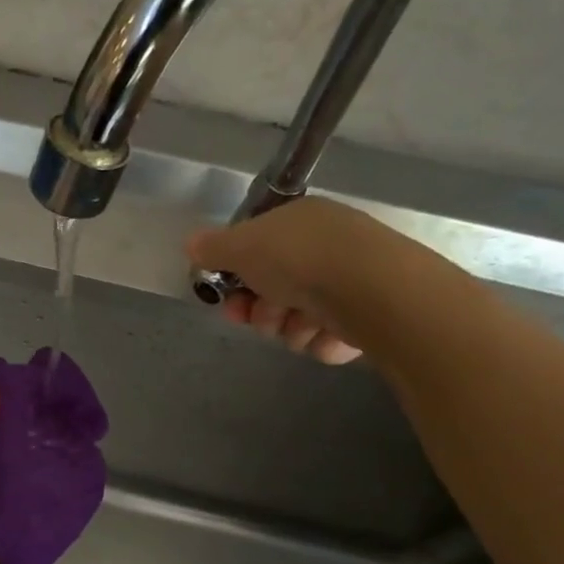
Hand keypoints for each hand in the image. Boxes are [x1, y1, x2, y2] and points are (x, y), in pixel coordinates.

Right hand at [186, 197, 377, 364]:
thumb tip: (192, 244)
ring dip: (289, 328)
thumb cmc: (300, 260)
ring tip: (303, 323)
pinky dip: (320, 341)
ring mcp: (348, 285)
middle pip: (272, 291)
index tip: (224, 298)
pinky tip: (329, 333)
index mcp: (299, 223)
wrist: (372, 291)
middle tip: (260, 316)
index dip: (234, 277)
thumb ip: (213, 248)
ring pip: (295, 320)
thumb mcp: (242, 246)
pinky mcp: (366, 319)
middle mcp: (325, 249)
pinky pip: (324, 339)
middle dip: (260, 310)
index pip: (256, 251)